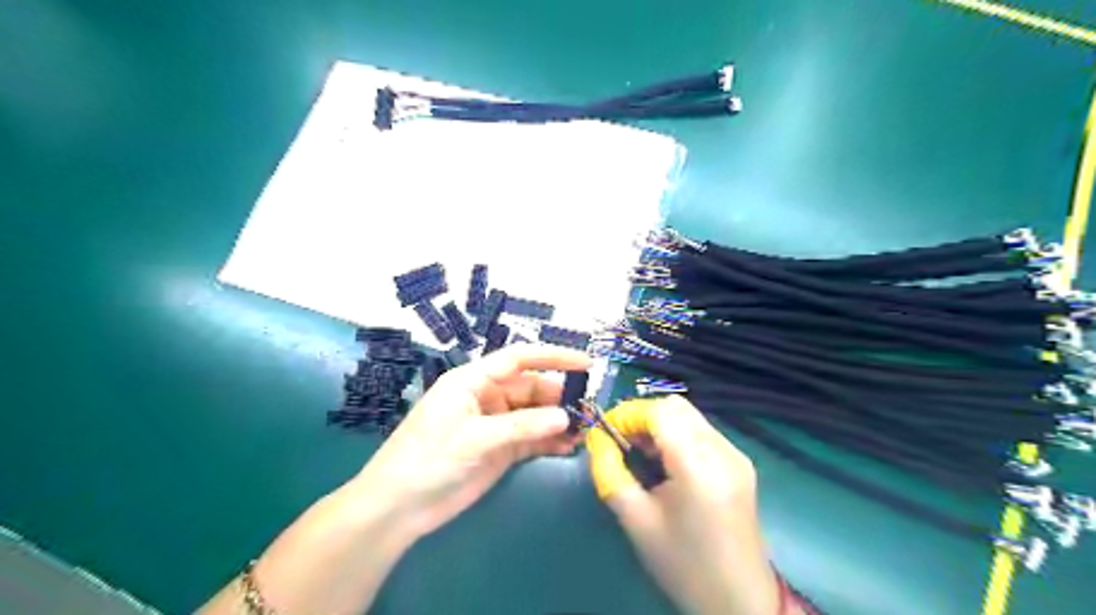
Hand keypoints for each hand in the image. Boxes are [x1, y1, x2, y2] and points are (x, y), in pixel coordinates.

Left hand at [352, 345, 590, 541]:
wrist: (399, 508)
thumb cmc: (428, 459)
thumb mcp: (475, 438)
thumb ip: (521, 427)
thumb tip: (564, 418)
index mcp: (473, 381)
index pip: (518, 359)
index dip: (552, 357)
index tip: (585, 364)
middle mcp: (487, 397)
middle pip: (531, 387)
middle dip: (559, 396)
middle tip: (587, 410)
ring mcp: (495, 424)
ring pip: (535, 414)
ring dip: (558, 420)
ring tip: (584, 430)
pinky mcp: (500, 449)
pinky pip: (531, 439)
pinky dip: (550, 441)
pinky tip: (568, 447)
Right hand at [586, 393, 782, 614]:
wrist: (739, 600)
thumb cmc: (683, 564)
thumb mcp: (635, 520)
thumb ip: (610, 472)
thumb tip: (597, 439)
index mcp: (698, 465)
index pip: (659, 412)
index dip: (627, 415)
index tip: (605, 433)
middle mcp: (722, 450)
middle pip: (676, 406)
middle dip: (642, 416)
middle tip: (622, 442)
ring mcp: (736, 454)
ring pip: (689, 415)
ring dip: (660, 424)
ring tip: (642, 454)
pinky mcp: (740, 463)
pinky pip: (702, 431)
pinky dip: (677, 434)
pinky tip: (667, 463)